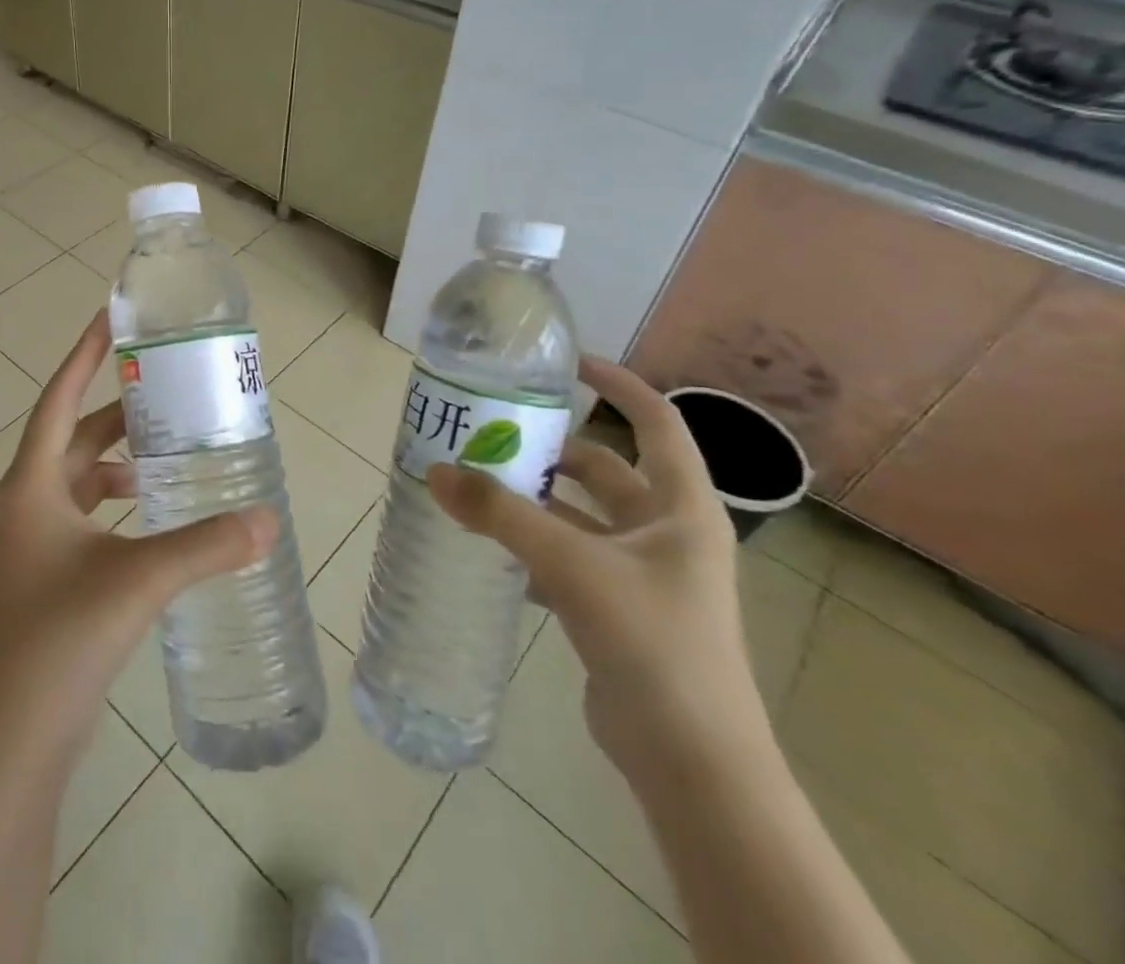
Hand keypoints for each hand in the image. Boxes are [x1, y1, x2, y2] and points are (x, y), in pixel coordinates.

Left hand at [0, 310, 276, 758]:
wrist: (18, 732)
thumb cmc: (62, 637)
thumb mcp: (139, 580)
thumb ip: (206, 547)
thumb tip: (269, 519)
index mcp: (33, 482)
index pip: (59, 397)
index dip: (85, 355)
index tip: (112, 318)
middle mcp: (30, 498)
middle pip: (75, 433)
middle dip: (118, 409)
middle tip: (168, 389)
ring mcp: (37, 535)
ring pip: (82, 473)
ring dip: (120, 455)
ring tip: (171, 446)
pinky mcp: (52, 566)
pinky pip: (88, 509)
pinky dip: (119, 496)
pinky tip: (156, 509)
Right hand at [428, 355, 758, 779]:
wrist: (691, 762)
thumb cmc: (652, 644)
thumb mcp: (573, 567)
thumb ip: (502, 517)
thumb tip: (435, 472)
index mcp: (681, 508)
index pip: (656, 423)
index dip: (618, 385)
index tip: (566, 364)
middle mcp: (666, 533)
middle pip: (605, 469)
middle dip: (551, 449)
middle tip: (493, 432)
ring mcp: (643, 573)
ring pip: (581, 515)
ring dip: (535, 500)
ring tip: (477, 483)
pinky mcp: (618, 608)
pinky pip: (568, 557)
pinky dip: (532, 546)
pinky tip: (489, 546)